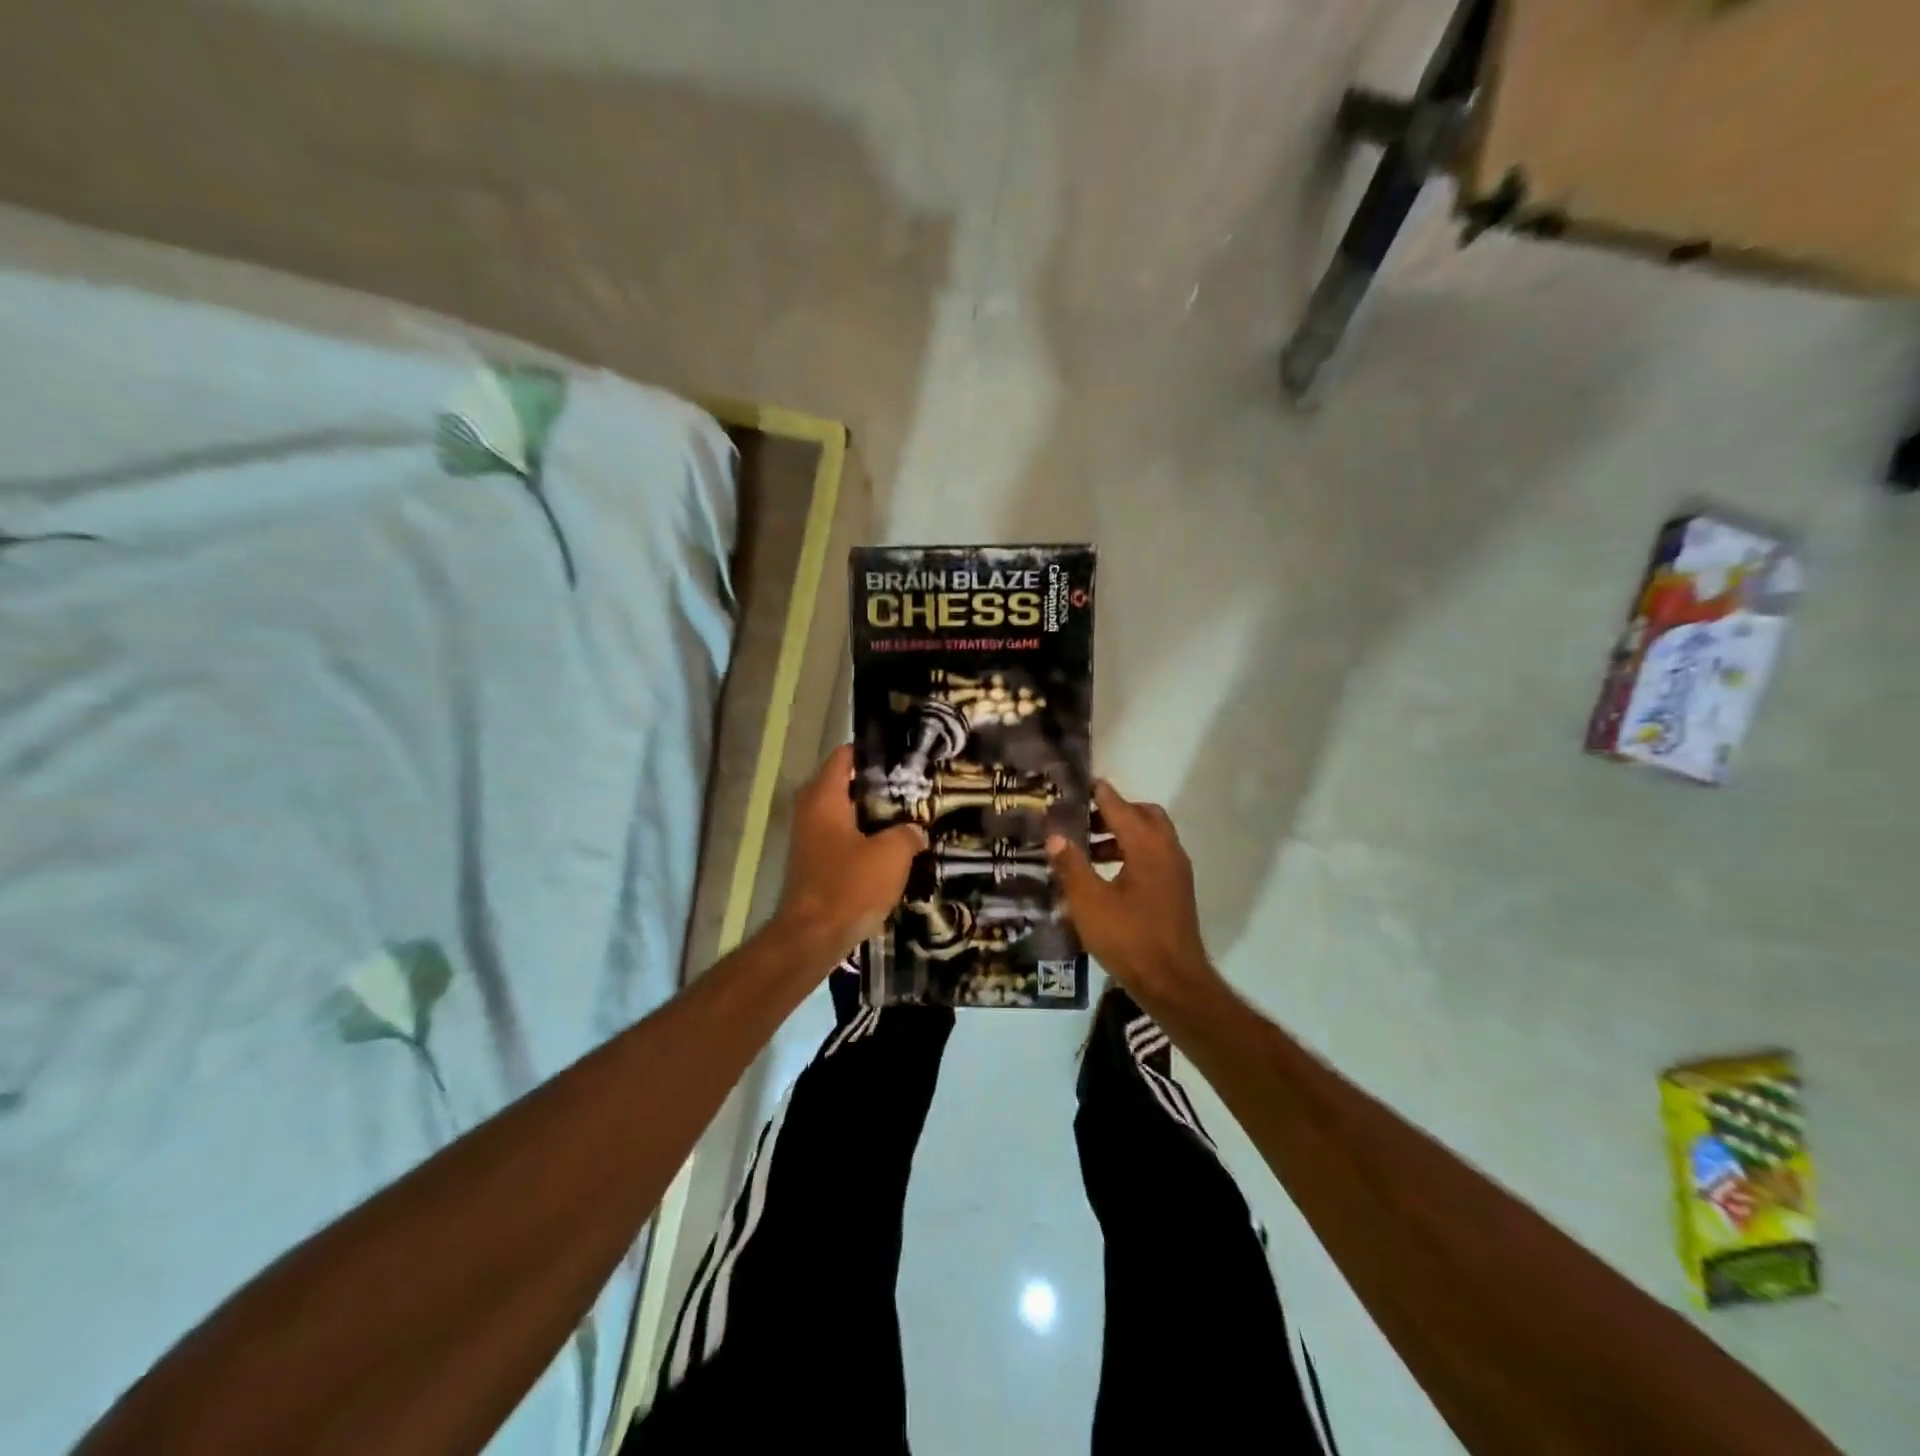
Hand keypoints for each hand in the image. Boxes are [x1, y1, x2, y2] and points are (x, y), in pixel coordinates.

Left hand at [775, 746, 927, 959]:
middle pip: (847, 784)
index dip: (874, 752)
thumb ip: (908, 834)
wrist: (813, 937)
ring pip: (847, 813)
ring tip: (911, 814)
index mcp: (824, 797)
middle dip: (879, 784)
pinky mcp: (816, 862)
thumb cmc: (849, 886)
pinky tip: (894, 846)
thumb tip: (916, 831)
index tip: (904, 754)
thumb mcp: (891, 855)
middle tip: (914, 785)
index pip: (845, 756)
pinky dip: (865, 836)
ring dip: (874, 814)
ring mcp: (810, 838)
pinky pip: (844, 837)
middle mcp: (811, 810)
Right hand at [1047, 780, 1216, 1003]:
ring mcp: (1176, 872)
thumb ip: (1071, 865)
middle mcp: (1167, 851)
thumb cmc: (1129, 938)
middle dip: (1114, 812)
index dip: (1098, 794)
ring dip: (1121, 834)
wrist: (1173, 983)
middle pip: (1143, 815)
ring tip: (1087, 850)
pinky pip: (1154, 856)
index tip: (1079, 784)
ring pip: (1150, 837)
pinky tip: (1107, 876)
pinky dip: (1132, 853)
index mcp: (1147, 846)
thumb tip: (1055, 836)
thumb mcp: (1089, 902)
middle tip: (1082, 821)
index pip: (1120, 807)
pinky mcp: (1176, 891)